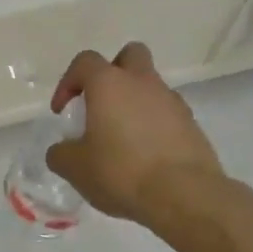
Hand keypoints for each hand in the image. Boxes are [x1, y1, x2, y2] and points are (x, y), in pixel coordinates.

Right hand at [46, 42, 227, 226]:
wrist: (184, 195)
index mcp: (109, 83)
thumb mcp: (75, 168)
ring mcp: (172, 101)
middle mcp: (143, 82)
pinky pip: (167, 114)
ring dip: (134, 103)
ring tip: (123, 140)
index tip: (62, 111)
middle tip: (101, 104)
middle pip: (130, 56)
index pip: (85, 62)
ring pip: (150, 87)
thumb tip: (62, 150)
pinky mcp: (192, 124)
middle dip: (113, 72)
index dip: (68, 82)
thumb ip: (60, 154)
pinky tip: (146, 157)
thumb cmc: (121, 172)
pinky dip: (154, 126)